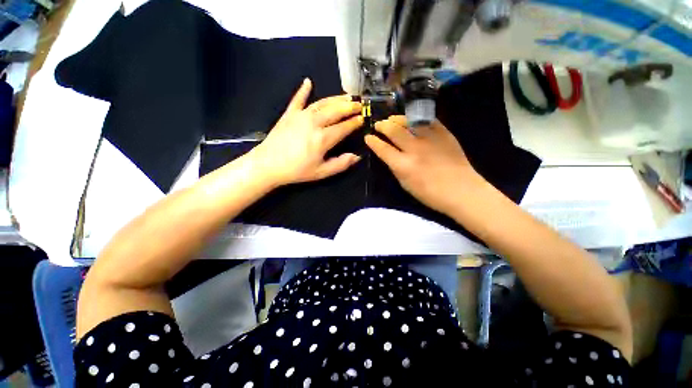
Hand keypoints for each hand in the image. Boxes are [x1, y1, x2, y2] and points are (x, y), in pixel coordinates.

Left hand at [249, 78, 362, 186]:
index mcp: (323, 138)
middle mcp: (314, 122)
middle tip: (359, 104)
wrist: (268, 165)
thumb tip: (357, 156)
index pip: (344, 127)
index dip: (355, 122)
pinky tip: (308, 81)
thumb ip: (341, 164)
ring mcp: (301, 115)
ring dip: (336, 98)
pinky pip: (298, 99)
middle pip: (336, 110)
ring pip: (322, 103)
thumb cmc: (297, 171)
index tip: (363, 118)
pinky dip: (303, 90)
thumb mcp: (321, 172)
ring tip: (346, 96)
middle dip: (350, 106)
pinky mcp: (289, 114)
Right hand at [365, 116, 484, 214]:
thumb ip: (396, 168)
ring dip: (397, 119)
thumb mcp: (406, 185)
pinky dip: (417, 119)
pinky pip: (427, 120)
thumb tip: (389, 155)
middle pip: (393, 130)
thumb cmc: (431, 194)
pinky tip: (412, 120)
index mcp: (403, 165)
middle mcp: (414, 149)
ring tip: (392, 119)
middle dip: (382, 125)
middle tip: (378, 125)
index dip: (372, 141)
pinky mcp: (444, 133)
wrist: (462, 190)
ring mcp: (430, 138)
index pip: (382, 148)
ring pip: (408, 121)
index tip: (368, 137)